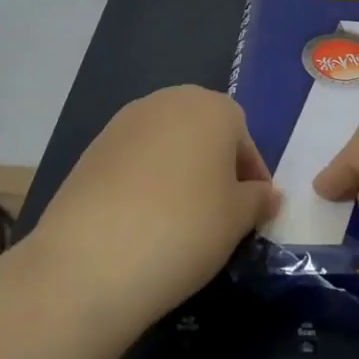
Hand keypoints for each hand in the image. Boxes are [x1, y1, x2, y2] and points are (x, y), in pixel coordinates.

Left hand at [29, 86, 281, 326]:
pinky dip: (145, 182)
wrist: (93, 258)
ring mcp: (125, 122)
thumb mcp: (237, 219)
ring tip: (180, 221)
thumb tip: (266, 195)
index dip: (252, 177)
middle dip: (214, 167)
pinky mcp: (93, 148)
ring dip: (179, 172)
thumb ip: (258, 200)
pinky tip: (142, 221)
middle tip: (219, 214)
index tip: (252, 213)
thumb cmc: (186, 228)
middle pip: (203, 132)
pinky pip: (134, 160)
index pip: (244, 138)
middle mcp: (168, 101)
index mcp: (212, 107)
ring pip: (167, 144)